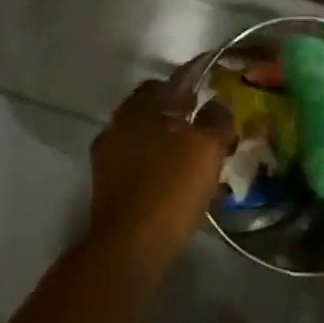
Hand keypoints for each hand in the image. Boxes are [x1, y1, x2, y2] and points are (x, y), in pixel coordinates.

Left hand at [88, 58, 235, 256]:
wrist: (129, 245)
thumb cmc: (171, 188)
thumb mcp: (206, 149)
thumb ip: (215, 119)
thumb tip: (218, 102)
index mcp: (142, 106)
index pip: (171, 80)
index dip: (194, 77)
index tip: (212, 79)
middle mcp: (119, 121)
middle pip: (151, 104)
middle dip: (176, 106)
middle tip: (203, 116)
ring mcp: (107, 152)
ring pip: (141, 130)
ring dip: (163, 133)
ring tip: (190, 148)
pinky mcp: (105, 181)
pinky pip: (134, 156)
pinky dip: (152, 157)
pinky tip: (169, 173)